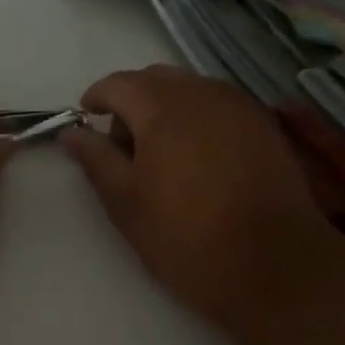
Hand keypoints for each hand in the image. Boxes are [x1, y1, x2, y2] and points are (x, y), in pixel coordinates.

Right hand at [61, 66, 344, 333]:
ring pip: (191, 89)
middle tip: (122, 144)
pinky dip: (198, 118)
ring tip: (161, 153)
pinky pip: (220, 106)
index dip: (96, 98)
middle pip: (156, 79)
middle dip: (132, 100)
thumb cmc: (185, 236)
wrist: (274, 265)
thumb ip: (95, 159)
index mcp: (162, 107)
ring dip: (167, 107)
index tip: (87, 120)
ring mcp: (240, 107)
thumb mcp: (125, 202)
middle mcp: (203, 93)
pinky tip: (199, 158)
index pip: (118, 83)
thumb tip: (71, 133)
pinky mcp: (266, 127)